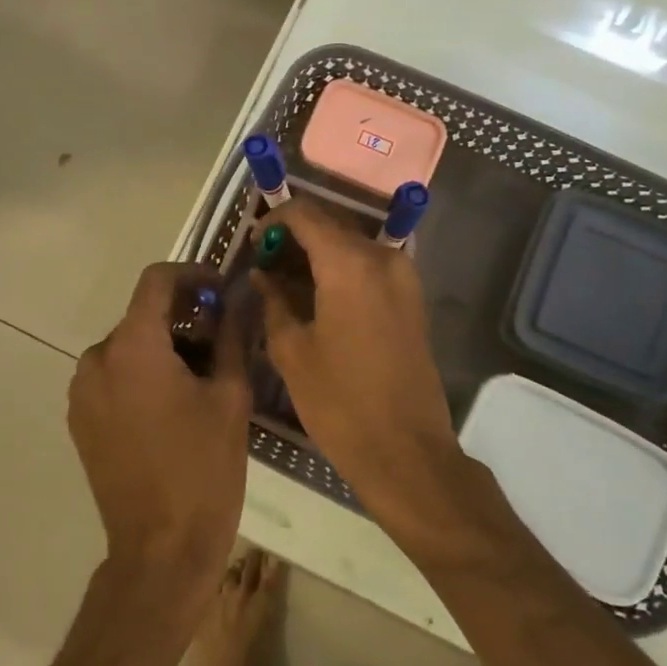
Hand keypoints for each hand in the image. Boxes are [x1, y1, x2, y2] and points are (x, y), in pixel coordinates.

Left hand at [67, 262, 251, 594]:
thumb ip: (232, 335)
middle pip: (142, 316)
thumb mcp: (230, 395)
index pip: (156, 280)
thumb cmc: (203, 467)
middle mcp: (96, 359)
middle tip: (222, 341)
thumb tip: (239, 298)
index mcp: (132, 346)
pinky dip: (141, 374)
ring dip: (163, 348)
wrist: (161, 548)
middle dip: (183, 318)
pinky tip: (172, 406)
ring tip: (201, 378)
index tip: (220, 290)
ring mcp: (82, 392)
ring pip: (128, 347)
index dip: (192, 274)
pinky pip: (113, 377)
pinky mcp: (80, 420)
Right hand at [256, 201, 464, 538]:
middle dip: (295, 237)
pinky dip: (341, 270)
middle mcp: (383, 258)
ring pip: (351, 246)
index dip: (275, 221)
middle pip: (332, 225)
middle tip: (265, 265)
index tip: (254, 245)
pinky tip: (316, 298)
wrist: (406, 451)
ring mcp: (404, 277)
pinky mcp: (412, 298)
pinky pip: (369, 267)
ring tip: (285, 283)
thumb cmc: (340, 402)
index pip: (306, 214)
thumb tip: (263, 275)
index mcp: (350, 264)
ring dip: (318, 254)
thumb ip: (273, 301)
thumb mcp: (292, 351)